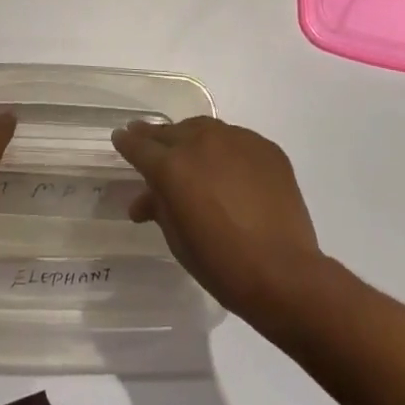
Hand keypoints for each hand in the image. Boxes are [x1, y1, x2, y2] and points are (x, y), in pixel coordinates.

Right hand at [111, 117, 323, 321]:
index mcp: (172, 166)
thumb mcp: (177, 239)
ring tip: (191, 155)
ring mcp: (236, 140)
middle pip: (170, 133)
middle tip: (149, 142)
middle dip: (157, 139)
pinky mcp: (265, 148)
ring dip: (192, 141)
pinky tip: (230, 171)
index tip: (120, 139)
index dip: (126, 143)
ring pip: (204, 130)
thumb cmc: (221, 264)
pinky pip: (237, 142)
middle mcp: (201, 142)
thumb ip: (159, 207)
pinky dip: (226, 152)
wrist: (284, 274)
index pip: (139, 146)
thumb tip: (145, 199)